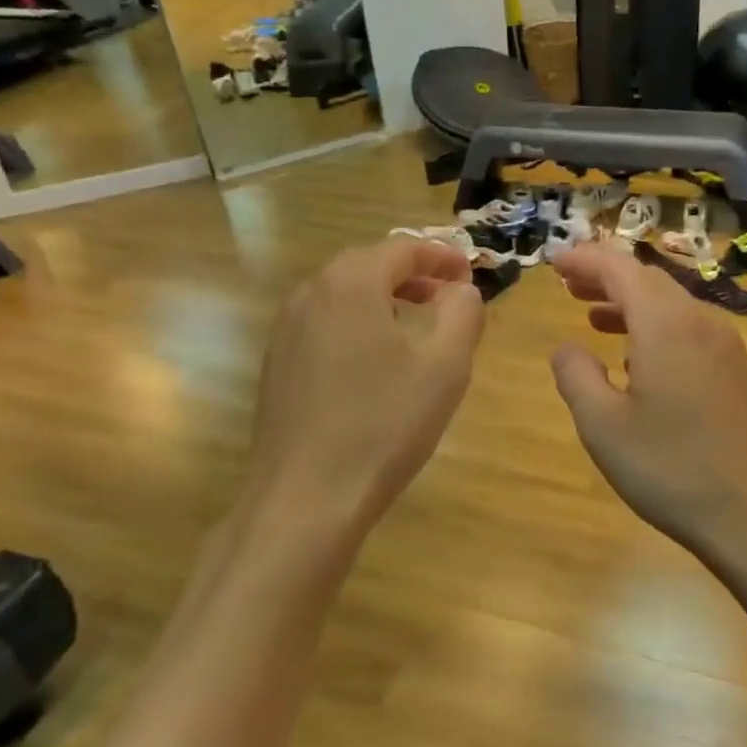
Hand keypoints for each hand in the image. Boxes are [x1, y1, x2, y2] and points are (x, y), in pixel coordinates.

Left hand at [247, 238, 485, 534]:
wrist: (306, 498)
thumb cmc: (384, 426)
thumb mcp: (445, 367)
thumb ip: (463, 314)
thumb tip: (461, 289)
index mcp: (350, 283)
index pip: (402, 248)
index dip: (442, 256)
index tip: (470, 275)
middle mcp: (310, 293)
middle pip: (368, 265)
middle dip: (413, 274)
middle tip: (447, 297)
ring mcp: (285, 330)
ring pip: (342, 295)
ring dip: (383, 298)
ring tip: (416, 325)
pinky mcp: (277, 364)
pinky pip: (324, 324)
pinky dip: (357, 324)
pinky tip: (374, 362)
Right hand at [548, 244, 746, 565]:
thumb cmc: (671, 469)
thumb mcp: (603, 426)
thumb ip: (576, 376)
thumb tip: (567, 348)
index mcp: (666, 324)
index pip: (620, 269)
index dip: (585, 259)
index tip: (554, 260)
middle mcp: (701, 323)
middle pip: (649, 281)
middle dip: (606, 277)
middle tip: (567, 283)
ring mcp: (726, 348)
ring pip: (671, 306)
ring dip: (629, 303)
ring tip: (592, 314)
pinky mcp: (737, 374)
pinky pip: (689, 331)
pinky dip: (654, 328)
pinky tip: (637, 358)